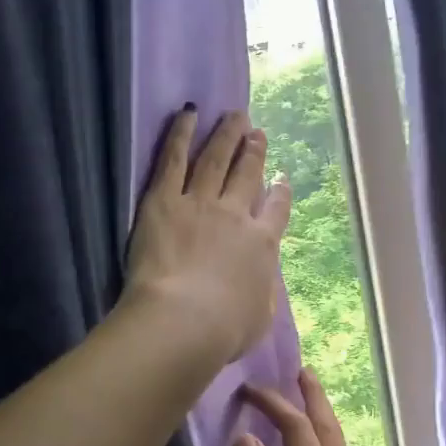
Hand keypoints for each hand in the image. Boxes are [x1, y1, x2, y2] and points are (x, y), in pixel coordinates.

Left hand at [123, 107, 292, 363]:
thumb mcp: (261, 316)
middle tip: (256, 132)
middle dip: (253, 152)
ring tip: (233, 115)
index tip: (281, 178)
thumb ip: (262, 290)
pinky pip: (173, 159)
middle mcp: (235, 215)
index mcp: (262, 245)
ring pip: (215, 160)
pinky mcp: (164, 200)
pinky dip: (181, 134)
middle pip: (247, 175)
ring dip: (226, 135)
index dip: (279, 192)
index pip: (275, 210)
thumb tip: (261, 278)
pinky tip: (188, 114)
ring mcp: (200, 203)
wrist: (185, 321)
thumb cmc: (225, 331)